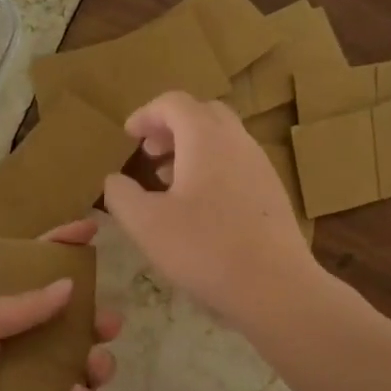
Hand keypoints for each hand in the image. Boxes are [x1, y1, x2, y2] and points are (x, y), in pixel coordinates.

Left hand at [0, 219, 122, 390]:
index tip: (91, 229)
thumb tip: (69, 285)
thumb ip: (21, 306)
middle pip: (73, 326)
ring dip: (100, 363)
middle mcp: (23, 350)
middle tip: (109, 323)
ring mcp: (36, 390)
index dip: (62, 248)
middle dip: (98, 319)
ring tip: (94, 366)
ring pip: (86, 369)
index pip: (36, 276)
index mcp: (3, 319)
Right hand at [103, 92, 316, 327]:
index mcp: (205, 138)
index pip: (173, 103)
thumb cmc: (204, 249)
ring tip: (167, 179)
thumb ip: (121, 195)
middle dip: (171, 125)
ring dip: (191, 147)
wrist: (275, 287)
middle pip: (202, 113)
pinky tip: (198, 205)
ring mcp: (260, 165)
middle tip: (149, 152)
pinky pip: (236, 162)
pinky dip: (211, 166)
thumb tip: (114, 180)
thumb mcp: (145, 224)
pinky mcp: (271, 191)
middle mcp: (237, 141)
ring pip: (222, 138)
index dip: (146, 114)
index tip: (128, 136)